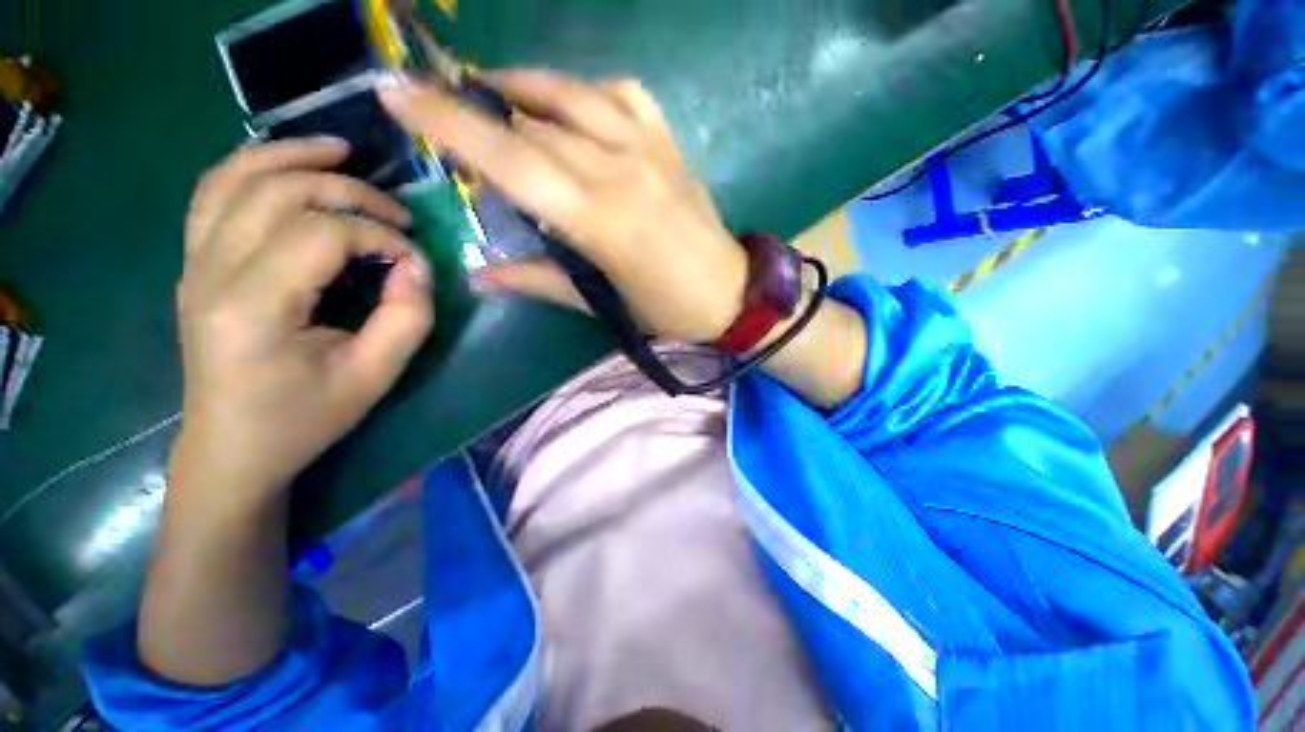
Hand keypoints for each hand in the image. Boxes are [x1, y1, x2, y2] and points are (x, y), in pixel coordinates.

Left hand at [173, 137, 433, 500]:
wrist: (233, 447)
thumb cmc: (305, 419)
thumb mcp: (375, 377)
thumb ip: (408, 318)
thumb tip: (416, 266)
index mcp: (253, 307)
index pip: (322, 234)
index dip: (379, 235)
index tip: (415, 259)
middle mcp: (210, 272)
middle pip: (278, 192)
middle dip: (348, 191)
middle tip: (397, 213)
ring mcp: (193, 263)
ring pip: (234, 177)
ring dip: (291, 155)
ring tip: (340, 150)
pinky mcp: (194, 264)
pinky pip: (213, 192)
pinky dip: (252, 166)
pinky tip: (287, 165)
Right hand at [379, 70, 748, 342]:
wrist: (731, 294)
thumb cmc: (667, 309)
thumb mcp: (603, 305)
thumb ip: (539, 281)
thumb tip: (481, 275)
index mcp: (600, 219)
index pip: (511, 157)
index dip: (449, 122)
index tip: (396, 91)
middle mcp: (621, 168)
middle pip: (532, 122)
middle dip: (476, 107)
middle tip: (443, 108)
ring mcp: (650, 148)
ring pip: (573, 93)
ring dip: (524, 87)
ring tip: (495, 97)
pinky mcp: (670, 143)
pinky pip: (622, 94)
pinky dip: (586, 92)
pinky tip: (572, 106)